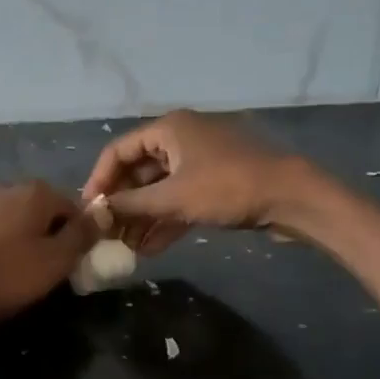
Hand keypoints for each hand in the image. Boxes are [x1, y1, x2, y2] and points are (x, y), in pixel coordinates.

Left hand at [0, 180, 100, 323]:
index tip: (73, 266)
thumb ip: (81, 236)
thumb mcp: (54, 261)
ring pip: (15, 223)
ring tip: (17, 277)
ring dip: (22, 245)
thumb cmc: (3, 274)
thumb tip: (101, 215)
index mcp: (37, 191)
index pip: (74, 208)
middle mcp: (7, 187)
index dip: (79, 238)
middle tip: (46, 274)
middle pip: (43, 213)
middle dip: (49, 240)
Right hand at [82, 110, 308, 253]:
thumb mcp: (173, 198)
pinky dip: (164, 221)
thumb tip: (95, 213)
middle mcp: (181, 140)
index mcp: (169, 129)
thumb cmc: (227, 188)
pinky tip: (149, 249)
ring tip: (124, 247)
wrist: (291, 197)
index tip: (89, 210)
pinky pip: (179, 201)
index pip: (119, 151)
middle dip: (121, 204)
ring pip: (159, 190)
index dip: (99, 180)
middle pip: (138, 172)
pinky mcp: (214, 185)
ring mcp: (199, 162)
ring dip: (141, 218)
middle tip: (105, 233)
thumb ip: (130, 205)